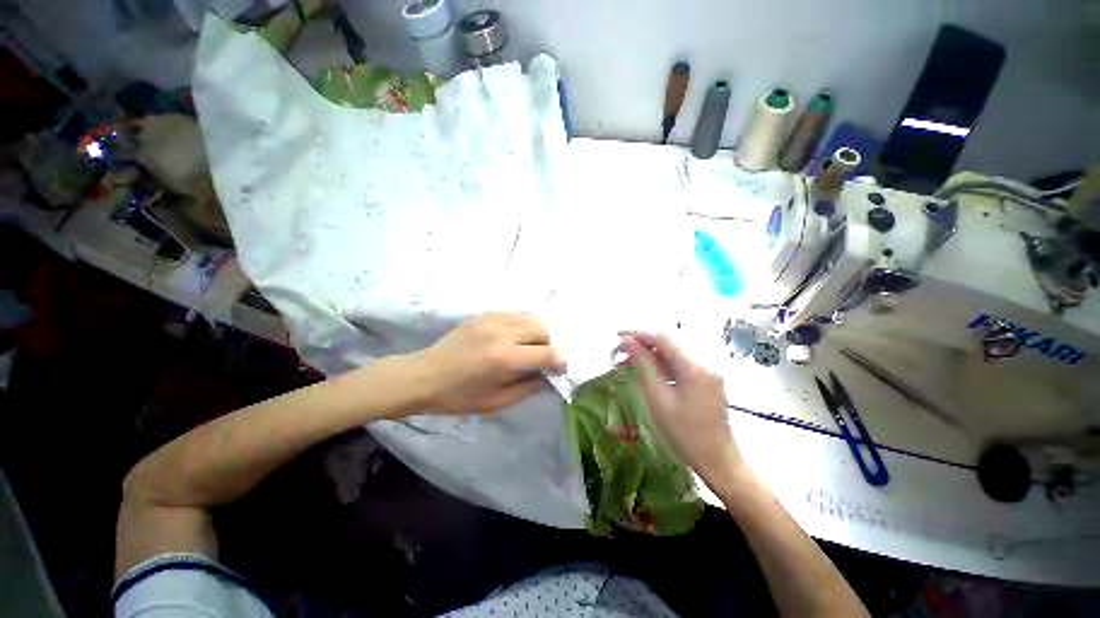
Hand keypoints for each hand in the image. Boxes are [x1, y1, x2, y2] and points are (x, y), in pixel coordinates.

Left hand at [415, 313, 565, 413]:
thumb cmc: (458, 396)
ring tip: (528, 346)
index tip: (559, 368)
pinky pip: (514, 314)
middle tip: (540, 359)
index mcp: (505, 359)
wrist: (423, 376)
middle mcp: (502, 333)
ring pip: (530, 317)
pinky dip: (521, 325)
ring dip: (536, 332)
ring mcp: (492, 320)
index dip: (558, 361)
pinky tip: (513, 338)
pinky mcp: (484, 314)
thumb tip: (548, 376)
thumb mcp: (496, 402)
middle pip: (542, 329)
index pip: (546, 354)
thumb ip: (528, 387)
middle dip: (548, 344)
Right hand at [618, 331, 744, 490]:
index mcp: (694, 368)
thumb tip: (629, 342)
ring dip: (649, 358)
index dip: (638, 334)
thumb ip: (644, 366)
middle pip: (667, 347)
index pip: (662, 340)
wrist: (718, 462)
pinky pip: (678, 368)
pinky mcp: (705, 383)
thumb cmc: (685, 435)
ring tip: (626, 364)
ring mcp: (706, 374)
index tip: (617, 336)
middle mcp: (703, 365)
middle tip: (618, 354)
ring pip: (672, 358)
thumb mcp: (658, 399)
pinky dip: (660, 368)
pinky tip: (645, 374)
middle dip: (641, 346)